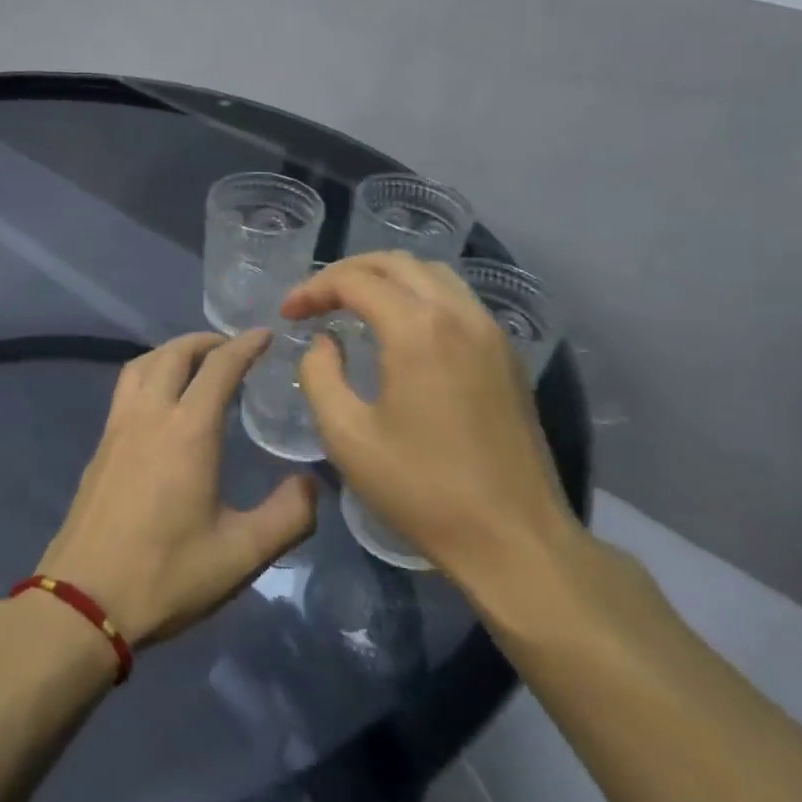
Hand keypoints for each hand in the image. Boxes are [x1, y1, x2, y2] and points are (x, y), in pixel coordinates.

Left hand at [40, 331, 317, 645]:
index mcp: (188, 430)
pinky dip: (149, 374)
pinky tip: (160, 403)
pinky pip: (126, 388)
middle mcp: (150, 415)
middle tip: (232, 348)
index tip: (265, 334)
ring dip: (172, 352)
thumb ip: (288, 516)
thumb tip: (312, 482)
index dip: (245, 345)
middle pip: (175, 353)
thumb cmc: (167, 575)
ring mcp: (117, 428)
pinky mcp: (99, 447)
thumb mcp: (242, 554)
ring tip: (195, 364)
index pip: (219, 366)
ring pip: (142, 365)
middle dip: (206, 340)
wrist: (84, 601)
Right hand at [281, 253, 578, 597]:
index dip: (313, 289)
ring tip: (354, 304)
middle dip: (347, 273)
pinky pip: (458, 299)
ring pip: (432, 274)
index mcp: (417, 329)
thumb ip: (320, 375)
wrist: (513, 538)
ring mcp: (490, 332)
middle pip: (396, 263)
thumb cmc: (421, 489)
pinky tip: (400, 327)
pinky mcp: (506, 355)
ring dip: (387, 278)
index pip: (356, 281)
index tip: (287, 314)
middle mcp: (459, 314)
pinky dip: (419, 295)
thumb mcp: (347, 436)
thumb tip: (325, 342)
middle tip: (315, 301)